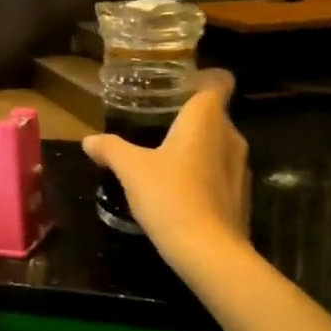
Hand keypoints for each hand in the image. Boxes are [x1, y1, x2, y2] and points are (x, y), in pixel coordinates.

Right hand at [83, 69, 250, 270]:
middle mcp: (230, 136)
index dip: (202, 78)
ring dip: (196, 146)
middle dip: (188, 115)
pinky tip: (178, 188)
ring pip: (218, 143)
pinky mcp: (241, 194)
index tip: (177, 85)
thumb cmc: (170, 196)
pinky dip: (203, 172)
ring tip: (163, 155)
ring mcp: (240, 167)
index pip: (218, 81)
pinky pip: (220, 170)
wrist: (209, 252)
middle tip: (156, 121)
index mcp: (206, 119)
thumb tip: (89, 140)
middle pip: (214, 113)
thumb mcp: (131, 169)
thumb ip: (111, 149)